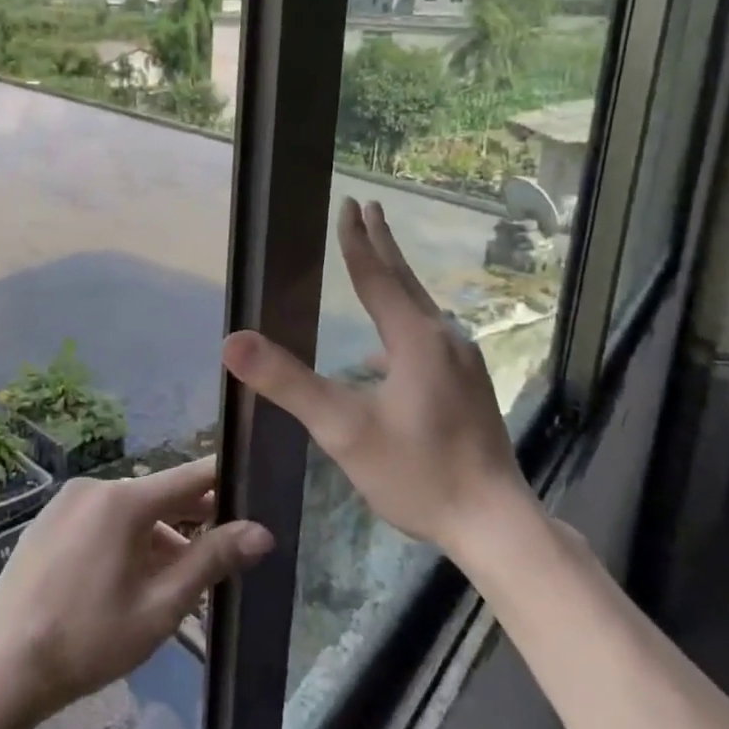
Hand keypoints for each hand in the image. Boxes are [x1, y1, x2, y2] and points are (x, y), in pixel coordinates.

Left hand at [0, 458, 272, 721]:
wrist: (0, 668)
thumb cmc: (87, 640)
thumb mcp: (159, 607)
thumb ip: (211, 561)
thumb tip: (262, 532)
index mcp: (124, 499)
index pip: (190, 475)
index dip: (225, 480)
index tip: (255, 485)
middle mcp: (95, 487)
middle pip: (159, 494)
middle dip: (193, 519)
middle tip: (223, 549)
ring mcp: (66, 502)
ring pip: (129, 511)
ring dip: (158, 537)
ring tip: (176, 581)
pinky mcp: (47, 521)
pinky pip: (101, 519)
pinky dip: (125, 539)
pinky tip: (130, 580)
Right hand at [222, 197, 535, 558]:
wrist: (495, 523)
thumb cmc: (417, 473)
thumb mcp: (343, 430)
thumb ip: (288, 383)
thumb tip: (232, 341)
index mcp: (414, 339)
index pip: (377, 277)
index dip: (358, 241)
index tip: (350, 204)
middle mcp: (444, 340)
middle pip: (405, 282)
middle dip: (383, 245)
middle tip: (370, 208)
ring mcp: (463, 364)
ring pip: (420, 310)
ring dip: (395, 282)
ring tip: (377, 266)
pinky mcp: (469, 387)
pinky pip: (429, 339)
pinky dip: (403, 327)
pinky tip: (385, 355)